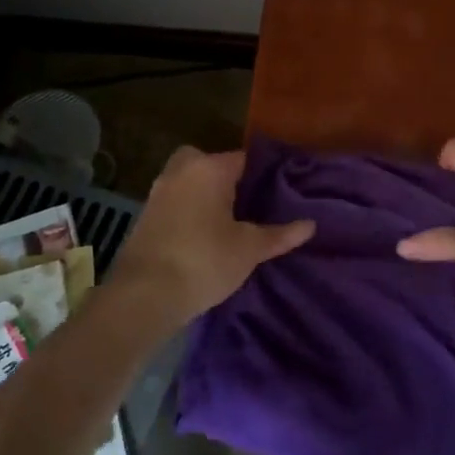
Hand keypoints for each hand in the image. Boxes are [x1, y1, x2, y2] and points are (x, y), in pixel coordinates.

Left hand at [106, 147, 314, 331]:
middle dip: (225, 177)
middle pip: (209, 161)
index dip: (262, 173)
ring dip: (203, 193)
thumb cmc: (204, 261)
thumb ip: (279, 235)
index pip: (243, 158)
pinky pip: (174, 201)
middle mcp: (181, 171)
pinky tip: (202, 235)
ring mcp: (158, 191)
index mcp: (209, 168)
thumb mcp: (249, 249)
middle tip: (246, 202)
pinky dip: (187, 210)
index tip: (278, 190)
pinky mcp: (145, 215)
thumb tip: (310, 225)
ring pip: (188, 180)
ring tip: (227, 221)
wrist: (144, 295)